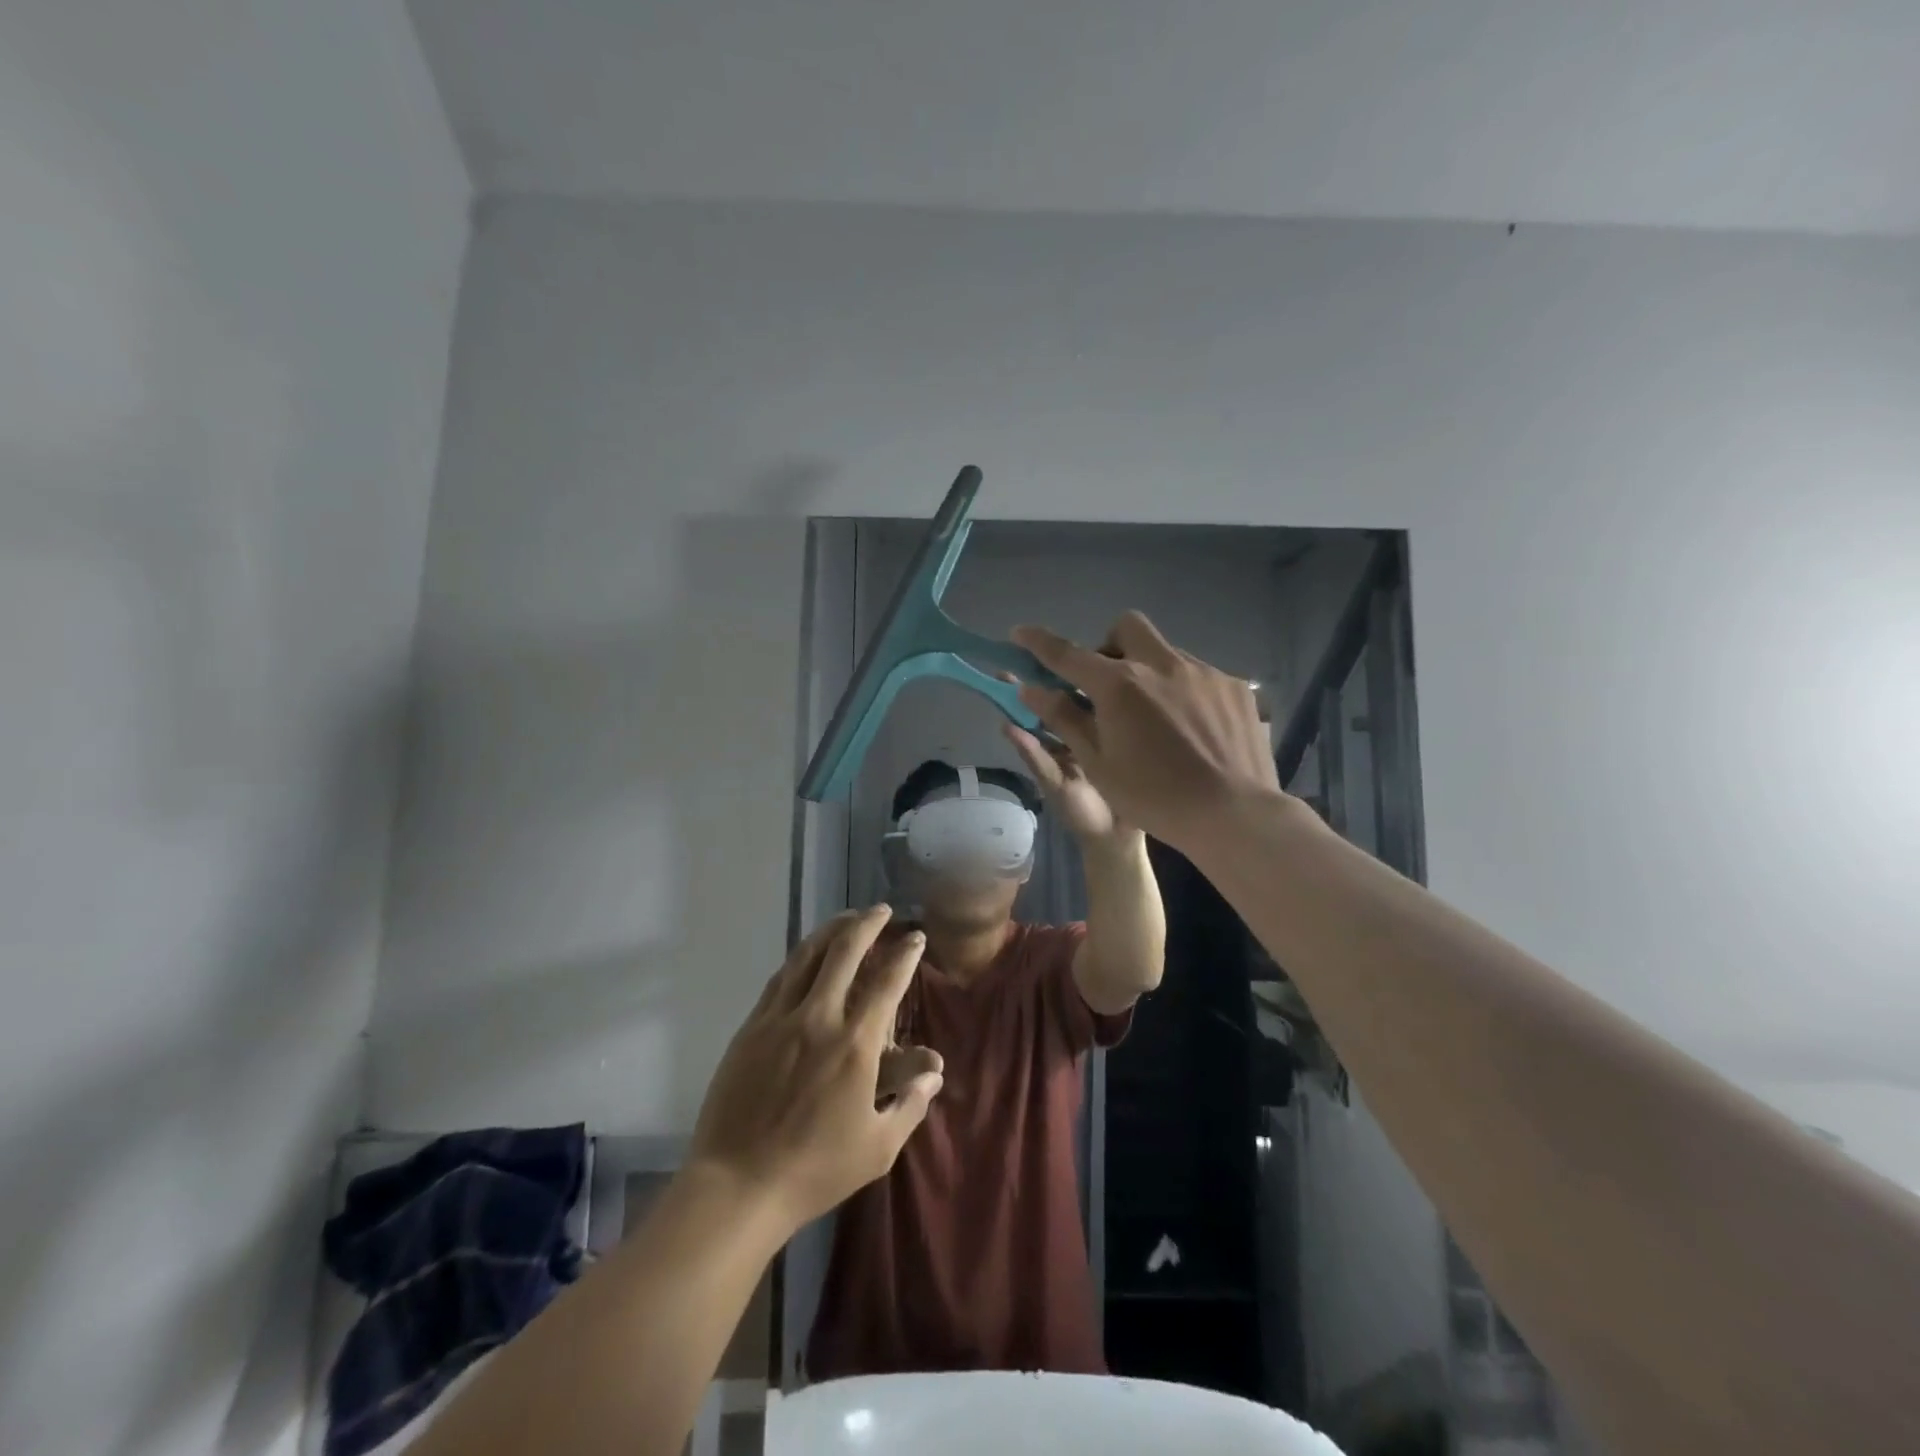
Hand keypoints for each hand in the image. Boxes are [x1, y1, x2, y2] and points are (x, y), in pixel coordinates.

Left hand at [688, 907, 942, 1230]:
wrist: (738, 1186)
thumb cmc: (815, 1170)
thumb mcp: (878, 1148)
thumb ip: (910, 1104)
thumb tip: (934, 1072)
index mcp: (855, 1045)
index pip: (887, 982)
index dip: (905, 954)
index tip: (915, 937)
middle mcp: (819, 1018)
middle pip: (845, 952)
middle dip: (867, 923)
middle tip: (881, 910)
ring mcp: (780, 1019)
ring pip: (808, 956)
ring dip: (832, 930)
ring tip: (848, 919)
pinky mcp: (751, 1028)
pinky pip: (780, 978)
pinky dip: (800, 957)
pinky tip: (808, 954)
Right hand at [1009, 612, 1279, 852]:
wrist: (1234, 814)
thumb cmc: (1154, 797)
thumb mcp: (1098, 764)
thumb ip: (1064, 718)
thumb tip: (1030, 689)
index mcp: (1119, 685)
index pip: (1067, 653)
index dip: (1038, 642)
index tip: (1020, 633)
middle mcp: (1160, 664)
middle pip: (1126, 628)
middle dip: (1110, 645)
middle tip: (1109, 685)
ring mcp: (1202, 671)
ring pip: (1165, 652)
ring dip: (1149, 671)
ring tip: (1157, 717)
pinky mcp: (1234, 685)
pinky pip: (1198, 675)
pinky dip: (1184, 691)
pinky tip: (1193, 730)